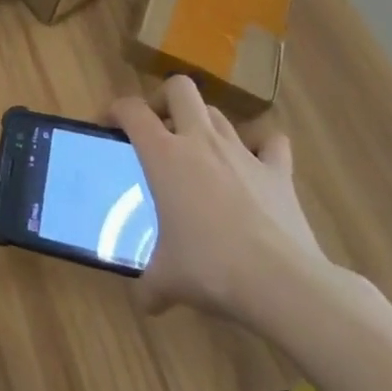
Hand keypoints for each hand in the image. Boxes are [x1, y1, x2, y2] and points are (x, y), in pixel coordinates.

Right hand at [110, 76, 327, 325]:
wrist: (282, 283)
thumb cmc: (211, 269)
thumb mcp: (168, 280)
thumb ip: (150, 285)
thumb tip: (144, 302)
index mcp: (164, 154)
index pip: (131, 110)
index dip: (115, 111)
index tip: (109, 126)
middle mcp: (200, 140)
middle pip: (179, 88)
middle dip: (165, 99)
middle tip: (159, 128)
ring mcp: (242, 152)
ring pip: (218, 113)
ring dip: (205, 124)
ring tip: (200, 152)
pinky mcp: (279, 172)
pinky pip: (271, 144)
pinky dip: (263, 148)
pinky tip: (256, 166)